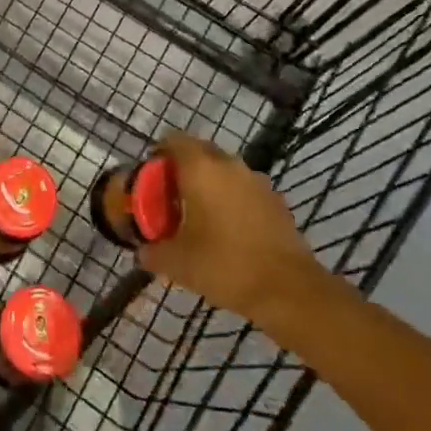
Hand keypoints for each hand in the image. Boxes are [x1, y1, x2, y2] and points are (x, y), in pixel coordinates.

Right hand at [137, 132, 337, 338]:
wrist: (288, 290)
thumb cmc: (225, 265)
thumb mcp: (177, 263)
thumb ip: (153, 252)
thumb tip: (142, 251)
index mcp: (200, 168)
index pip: (173, 140)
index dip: (159, 154)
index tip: (151, 176)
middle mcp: (229, 164)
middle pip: (200, 151)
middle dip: (184, 167)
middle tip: (172, 196)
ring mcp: (256, 180)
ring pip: (225, 170)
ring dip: (211, 183)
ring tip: (201, 214)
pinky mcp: (276, 200)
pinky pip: (245, 189)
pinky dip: (233, 199)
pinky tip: (230, 229)